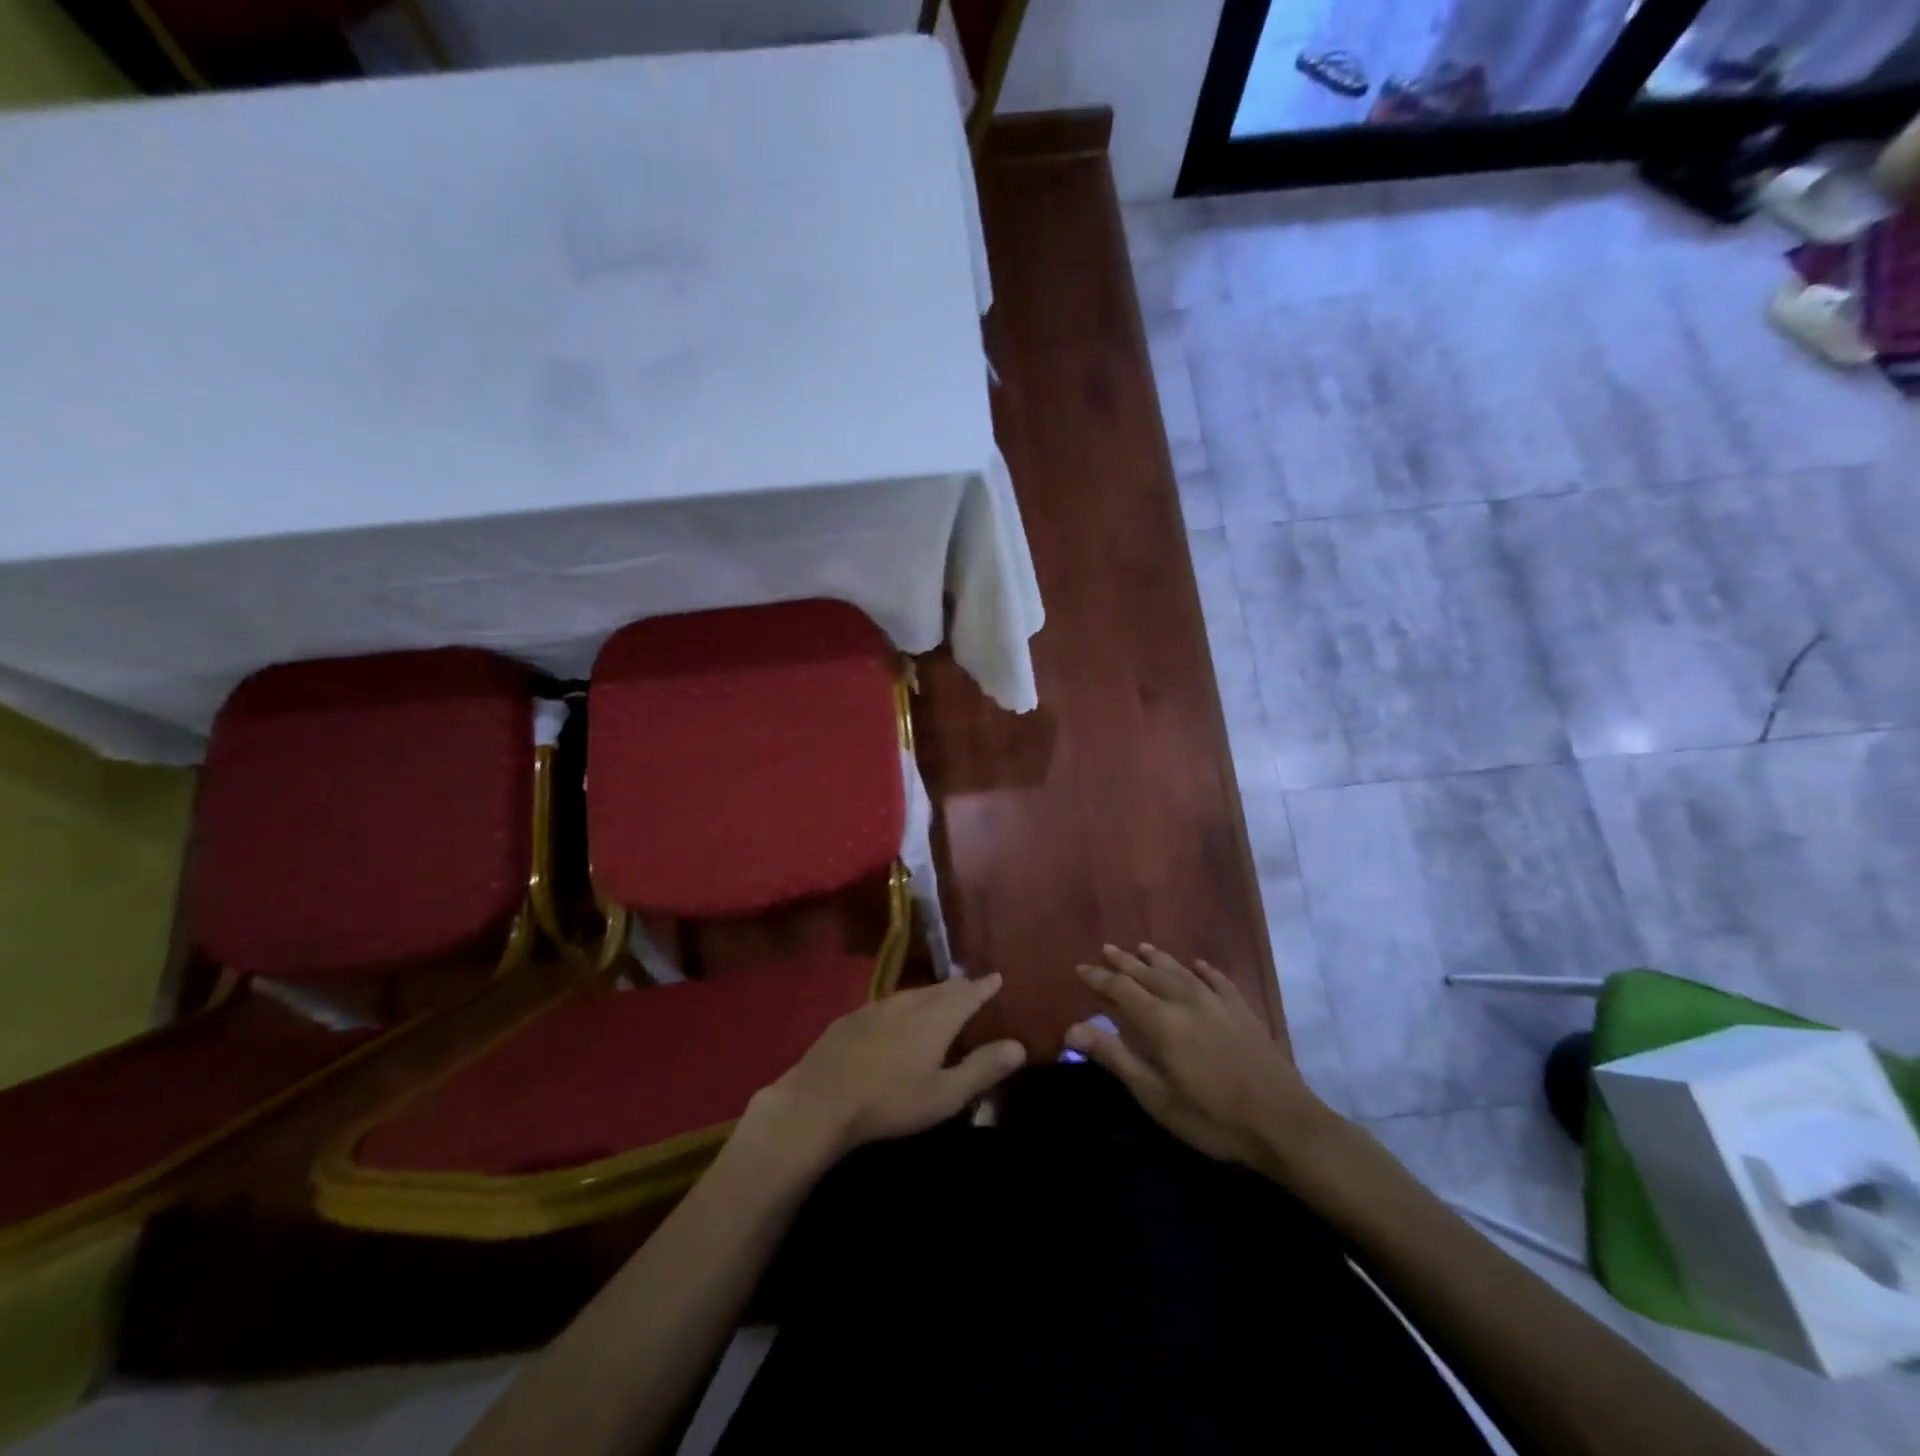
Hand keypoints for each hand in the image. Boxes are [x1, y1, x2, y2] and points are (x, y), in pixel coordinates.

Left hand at [747, 974, 1026, 1165]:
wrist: (820, 1101)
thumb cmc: (890, 1101)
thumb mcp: (944, 1095)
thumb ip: (982, 1068)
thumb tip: (1019, 1045)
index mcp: (936, 1017)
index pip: (968, 993)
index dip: (985, 986)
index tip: (997, 977)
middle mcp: (909, 1002)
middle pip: (941, 989)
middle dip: (960, 987)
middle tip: (972, 987)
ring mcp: (876, 1007)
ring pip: (913, 993)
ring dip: (931, 994)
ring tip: (940, 997)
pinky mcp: (852, 1018)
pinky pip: (888, 1004)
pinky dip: (903, 1005)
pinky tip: (896, 1016)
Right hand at [1066, 945, 1341, 1179]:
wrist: (1284, 1124)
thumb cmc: (1213, 1117)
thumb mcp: (1156, 1096)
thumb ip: (1115, 1058)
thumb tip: (1072, 1029)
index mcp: (1161, 1021)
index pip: (1122, 990)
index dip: (1100, 979)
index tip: (1081, 968)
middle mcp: (1186, 1001)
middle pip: (1149, 974)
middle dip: (1125, 962)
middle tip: (1108, 949)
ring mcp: (1218, 1003)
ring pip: (1181, 971)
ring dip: (1159, 959)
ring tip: (1143, 947)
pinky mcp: (1244, 1011)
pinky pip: (1219, 980)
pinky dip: (1204, 970)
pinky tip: (1198, 965)